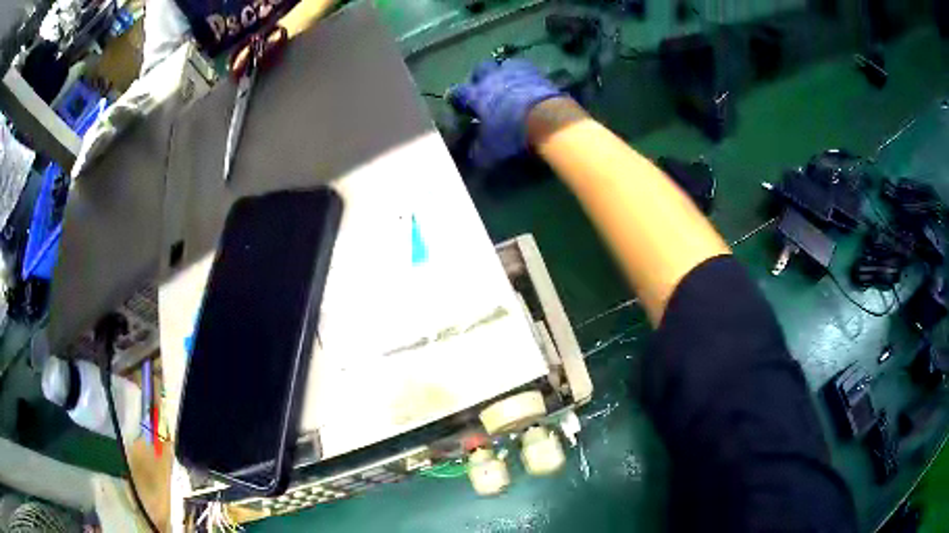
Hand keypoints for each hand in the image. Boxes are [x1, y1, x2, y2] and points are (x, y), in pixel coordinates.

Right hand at [447, 59, 561, 167]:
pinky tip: (531, 85)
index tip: (456, 103)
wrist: (548, 121)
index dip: (455, 97)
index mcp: (476, 95)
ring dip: (505, 71)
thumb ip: (477, 151)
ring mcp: (517, 73)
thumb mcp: (489, 152)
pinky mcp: (539, 74)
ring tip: (509, 82)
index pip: (457, 92)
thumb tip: (471, 153)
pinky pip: (529, 70)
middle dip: (480, 75)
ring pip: (506, 64)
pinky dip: (528, 76)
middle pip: (481, 68)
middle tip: (484, 87)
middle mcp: (493, 79)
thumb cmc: (511, 135)